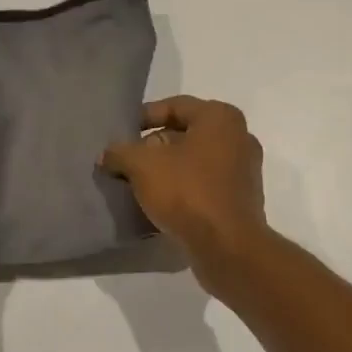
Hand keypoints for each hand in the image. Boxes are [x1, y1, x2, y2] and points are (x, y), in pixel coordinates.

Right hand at [101, 97, 271, 276]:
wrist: (227, 246)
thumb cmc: (187, 192)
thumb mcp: (142, 165)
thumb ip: (120, 152)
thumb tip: (108, 155)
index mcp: (221, 117)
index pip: (174, 106)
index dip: (143, 117)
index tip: (121, 133)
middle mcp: (239, 137)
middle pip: (185, 134)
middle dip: (153, 147)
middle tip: (127, 161)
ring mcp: (244, 170)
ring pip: (195, 161)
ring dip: (167, 170)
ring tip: (138, 184)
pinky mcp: (241, 199)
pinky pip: (205, 184)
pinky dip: (183, 188)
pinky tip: (160, 203)